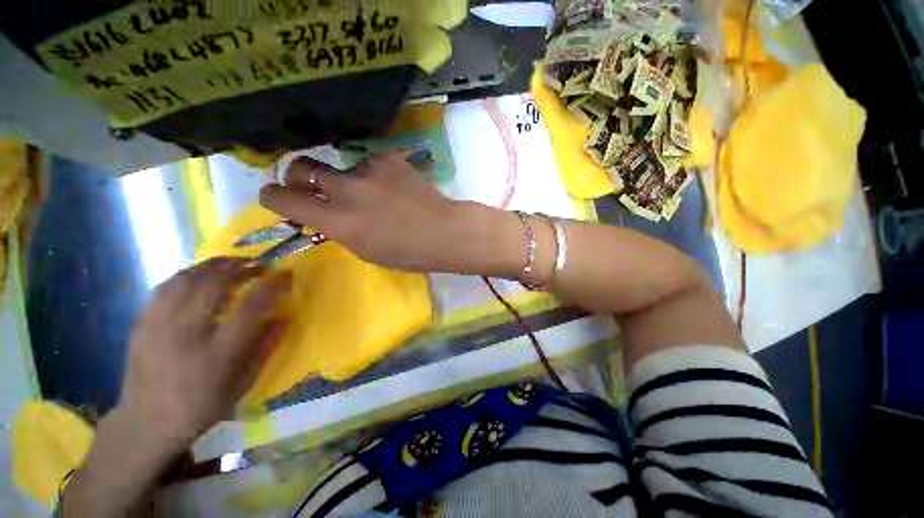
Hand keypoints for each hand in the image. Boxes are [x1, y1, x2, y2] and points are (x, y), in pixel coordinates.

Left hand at [119, 258, 291, 446]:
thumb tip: (284, 316)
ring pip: (187, 279)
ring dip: (215, 266)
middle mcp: (185, 336)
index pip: (250, 308)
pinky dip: (190, 274)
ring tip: (234, 264)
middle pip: (213, 285)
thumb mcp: (245, 383)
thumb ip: (266, 347)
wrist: (148, 423)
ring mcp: (158, 327)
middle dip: (241, 267)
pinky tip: (202, 275)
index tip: (286, 274)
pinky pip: (166, 287)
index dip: (272, 285)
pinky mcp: (141, 323)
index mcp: (217, 355)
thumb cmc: (203, 406)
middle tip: (258, 265)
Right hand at [259, 152, 465, 271]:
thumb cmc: (408, 253)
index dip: (273, 196)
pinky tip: (394, 186)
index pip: (284, 199)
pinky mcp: (390, 159)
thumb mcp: (366, 251)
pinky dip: (376, 174)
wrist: (444, 232)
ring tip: (376, 193)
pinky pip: (371, 162)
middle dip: (299, 175)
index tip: (275, 196)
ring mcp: (369, 170)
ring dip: (349, 179)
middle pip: (302, 166)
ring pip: (342, 166)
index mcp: (339, 222)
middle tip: (311, 183)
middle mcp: (347, 191)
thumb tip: (325, 213)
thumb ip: (340, 229)